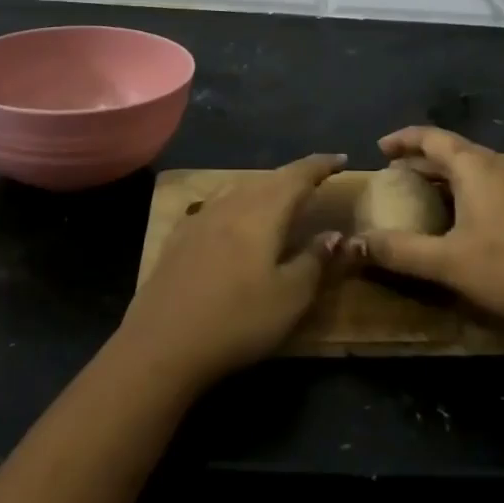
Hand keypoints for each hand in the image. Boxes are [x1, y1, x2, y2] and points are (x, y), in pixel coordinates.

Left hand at [118, 154, 348, 389]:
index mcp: (263, 212)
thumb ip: (315, 261)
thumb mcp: (290, 298)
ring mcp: (201, 218)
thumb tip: (335, 234)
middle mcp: (232, 204)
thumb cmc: (237, 320)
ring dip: (264, 186)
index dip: (321, 165)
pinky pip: (216, 204)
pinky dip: (235, 202)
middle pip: (268, 179)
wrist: (162, 343)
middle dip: (295, 176)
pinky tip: (231, 216)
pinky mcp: (179, 237)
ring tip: (278, 195)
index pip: (298, 176)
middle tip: (316, 179)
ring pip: (239, 188)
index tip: (341, 159)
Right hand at [357, 127, 503, 344]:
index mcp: (477, 166)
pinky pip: (496, 181)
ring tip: (426, 193)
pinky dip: (472, 188)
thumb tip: (354, 245)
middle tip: (397, 176)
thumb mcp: (448, 263)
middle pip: (455, 150)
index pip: (432, 137)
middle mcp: (503, 163)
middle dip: (423, 160)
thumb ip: (400, 251)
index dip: (403, 140)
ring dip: (448, 175)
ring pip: (477, 167)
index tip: (380, 148)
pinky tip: (468, 214)